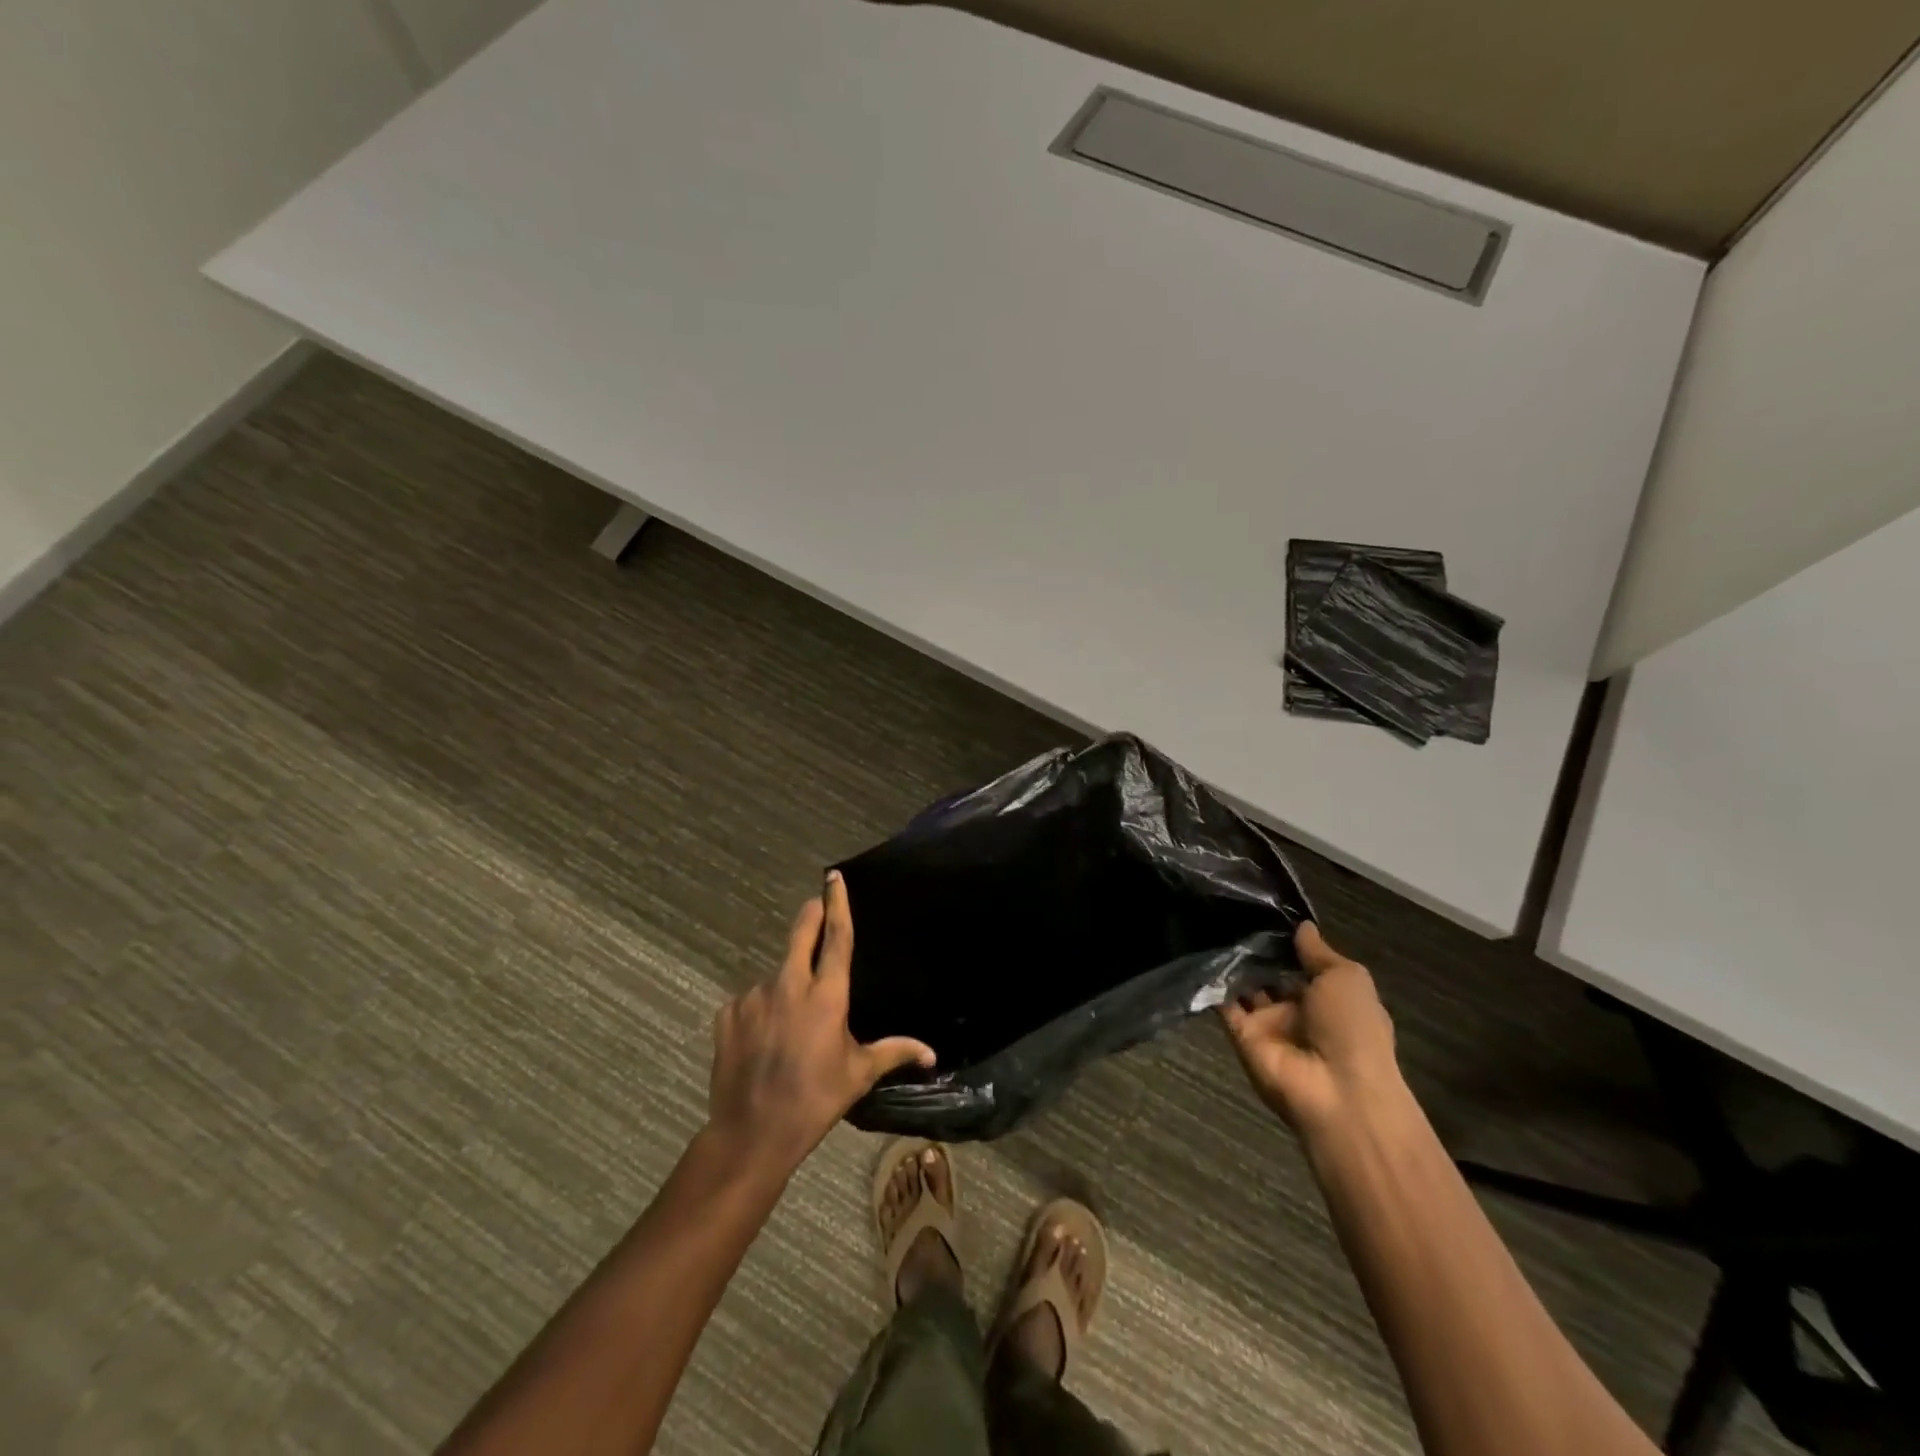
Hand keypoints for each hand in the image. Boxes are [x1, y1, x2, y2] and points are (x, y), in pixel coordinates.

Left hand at [706, 872, 934, 1172]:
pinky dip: (759, 1012)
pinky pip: (749, 1002)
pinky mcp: (727, 1013)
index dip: (838, 903)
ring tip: (788, 1025)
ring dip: (786, 986)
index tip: (834, 877)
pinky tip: (762, 1041)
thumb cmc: (815, 1100)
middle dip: (811, 914)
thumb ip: (894, 1053)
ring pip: (775, 976)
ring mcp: (754, 997)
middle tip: (816, 905)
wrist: (751, 1133)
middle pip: (801, 934)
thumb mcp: (858, 1075)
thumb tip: (931, 1054)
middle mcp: (789, 985)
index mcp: (826, 996)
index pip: (837, 937)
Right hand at [1221, 922, 1400, 1135]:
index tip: (1264, 912)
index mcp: (1329, 999)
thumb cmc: (1352, 1028)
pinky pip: (1223, 1006)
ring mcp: (1268, 1025)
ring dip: (1233, 963)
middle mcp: (1297, 1011)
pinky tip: (1201, 951)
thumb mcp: (1347, 978)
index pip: (1302, 965)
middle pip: (1270, 975)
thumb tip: (1302, 926)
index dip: (1286, 942)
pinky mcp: (1241, 1036)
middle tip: (1230, 912)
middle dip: (1255, 949)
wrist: (1336, 1091)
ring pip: (1245, 987)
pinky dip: (1213, 984)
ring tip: (1212, 923)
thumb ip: (1319, 952)